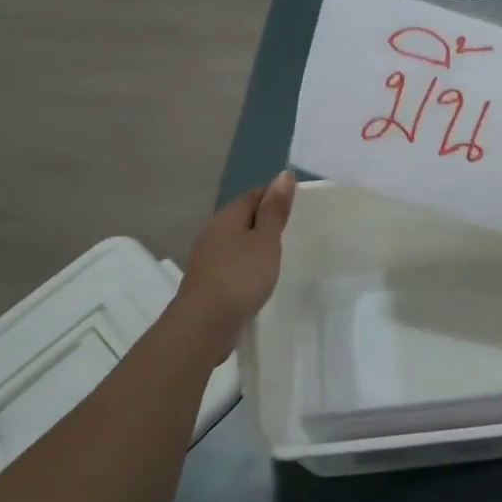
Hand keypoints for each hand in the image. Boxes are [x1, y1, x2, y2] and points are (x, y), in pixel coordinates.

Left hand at [168, 171, 295, 362]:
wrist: (203, 327)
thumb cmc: (239, 277)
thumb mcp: (265, 240)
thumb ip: (274, 210)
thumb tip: (283, 174)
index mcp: (227, 218)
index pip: (254, 194)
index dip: (275, 195)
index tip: (299, 205)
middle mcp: (214, 233)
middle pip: (243, 217)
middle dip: (266, 219)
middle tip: (294, 228)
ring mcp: (208, 259)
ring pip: (237, 241)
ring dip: (257, 244)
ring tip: (281, 253)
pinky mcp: (209, 282)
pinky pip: (233, 263)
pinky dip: (248, 264)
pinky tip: (260, 276)